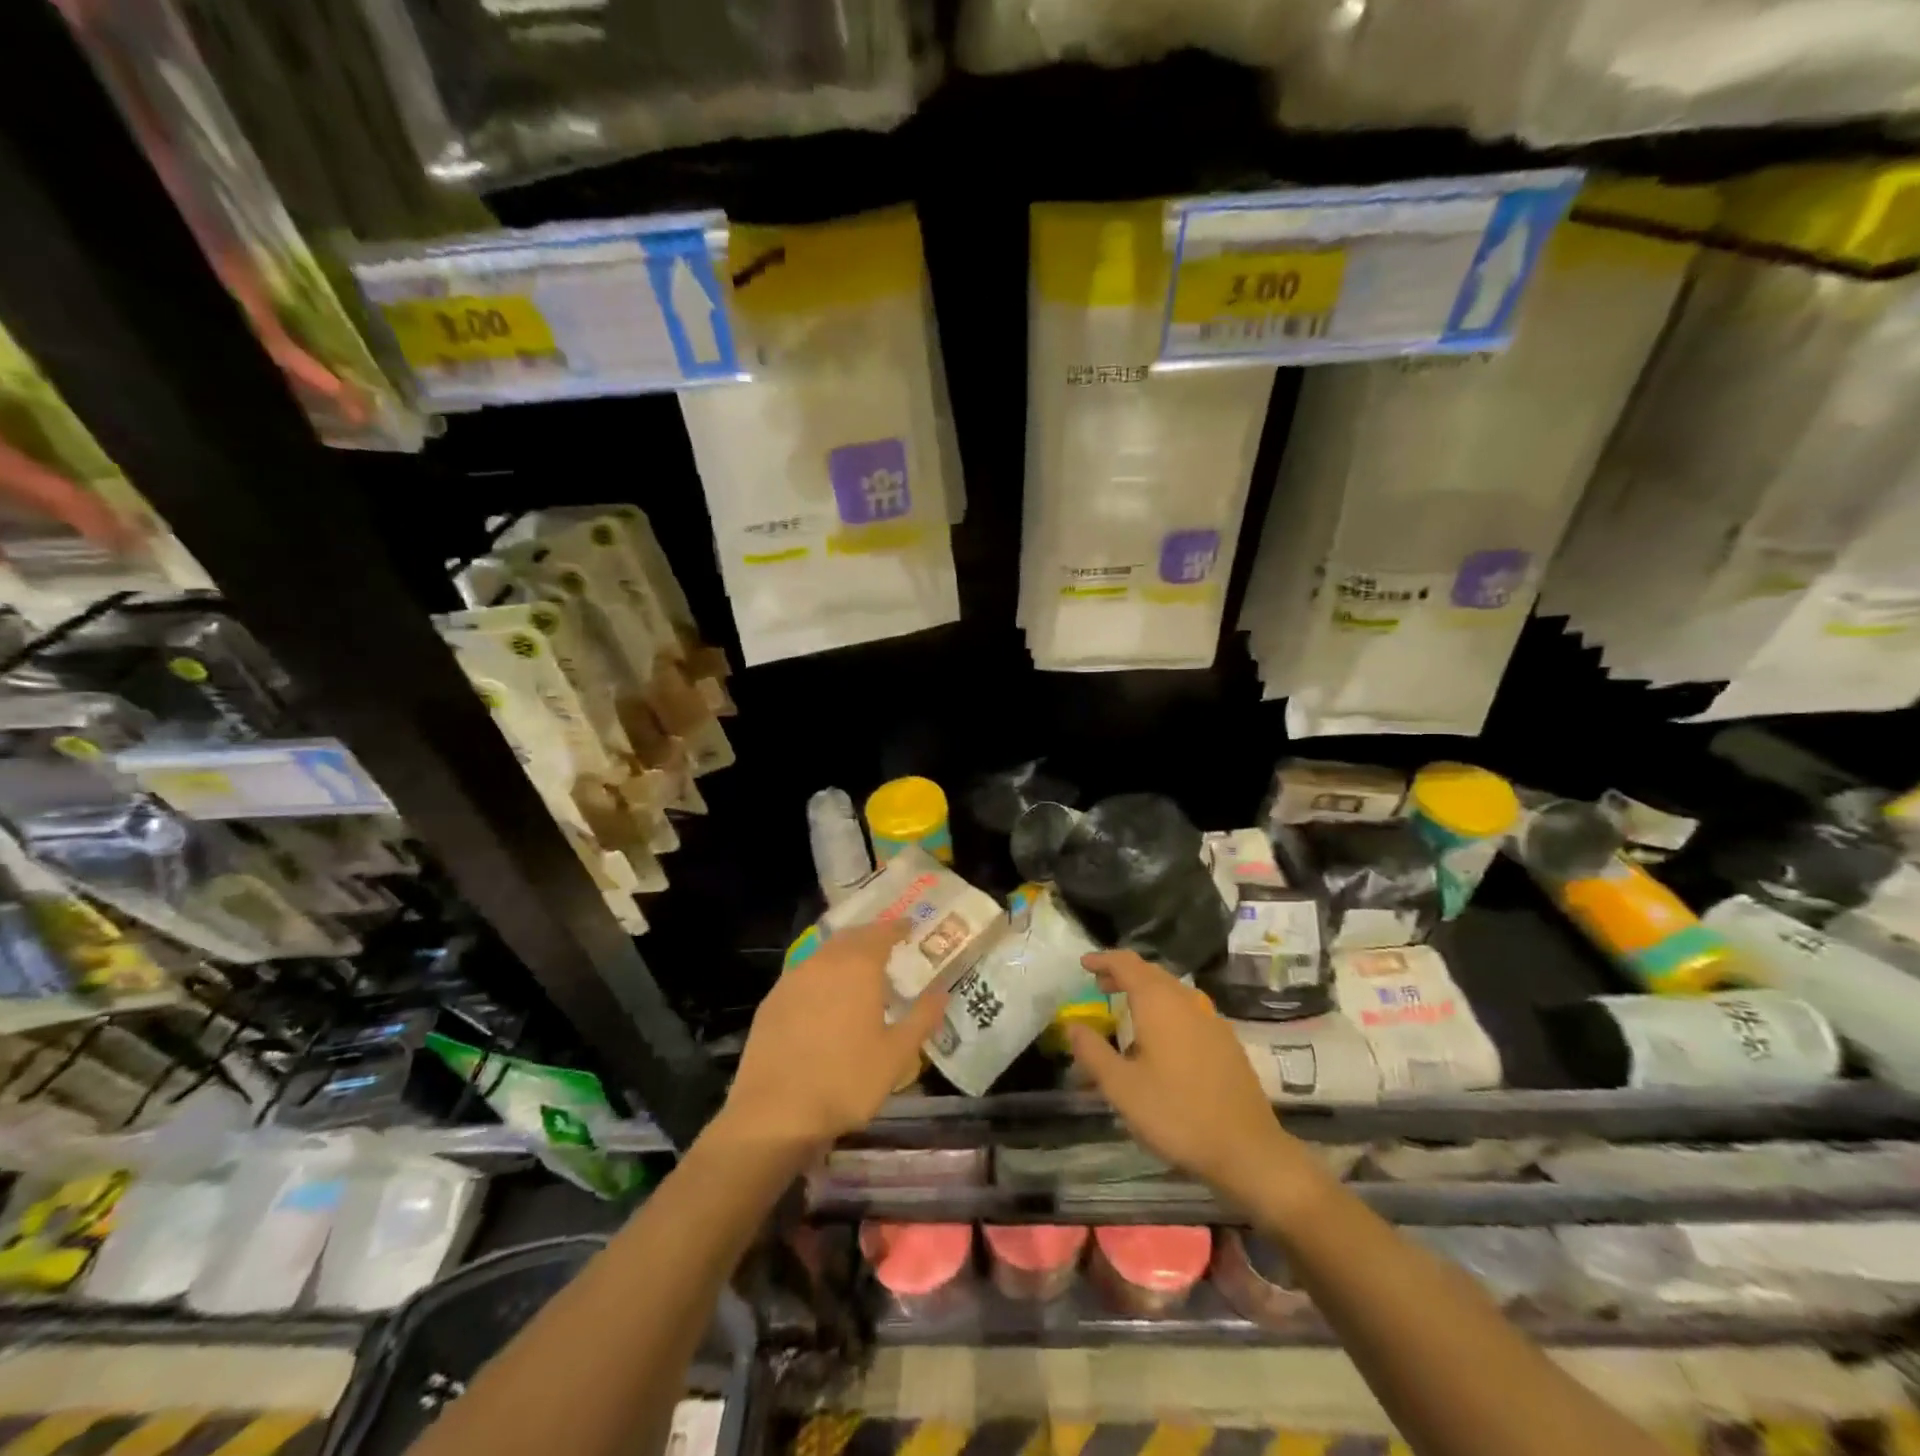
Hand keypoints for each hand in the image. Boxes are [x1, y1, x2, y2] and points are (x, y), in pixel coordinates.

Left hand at [720, 921, 947, 1154]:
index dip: (897, 928)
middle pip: (850, 937)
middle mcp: (824, 962)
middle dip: (870, 937)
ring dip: (844, 954)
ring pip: (824, 953)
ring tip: (858, 970)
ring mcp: (792, 979)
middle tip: (887, 944)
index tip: (909, 927)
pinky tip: (825, 997)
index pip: (881, 933)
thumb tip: (941, 991)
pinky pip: (803, 974)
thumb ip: (922, 1017)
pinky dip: (821, 975)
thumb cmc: (846, 1080)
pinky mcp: (772, 1001)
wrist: (775, 1112)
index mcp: (857, 966)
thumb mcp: (897, 1054)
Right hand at [1067, 950, 1314, 1209]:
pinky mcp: (1226, 1042)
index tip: (1084, 964)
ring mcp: (1211, 1020)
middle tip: (1099, 984)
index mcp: (1159, 1003)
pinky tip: (1160, 1038)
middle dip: (1123, 974)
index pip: (1127, 964)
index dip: (1103, 960)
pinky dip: (1166, 1009)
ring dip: (1146, 992)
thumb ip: (1093, 1052)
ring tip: (1126, 1009)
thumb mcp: (1122, 1088)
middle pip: (1151, 973)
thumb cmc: (1177, 1115)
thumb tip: (1072, 1026)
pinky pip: (1188, 1010)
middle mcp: (1187, 1001)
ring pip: (1172, 991)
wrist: (1248, 1150)